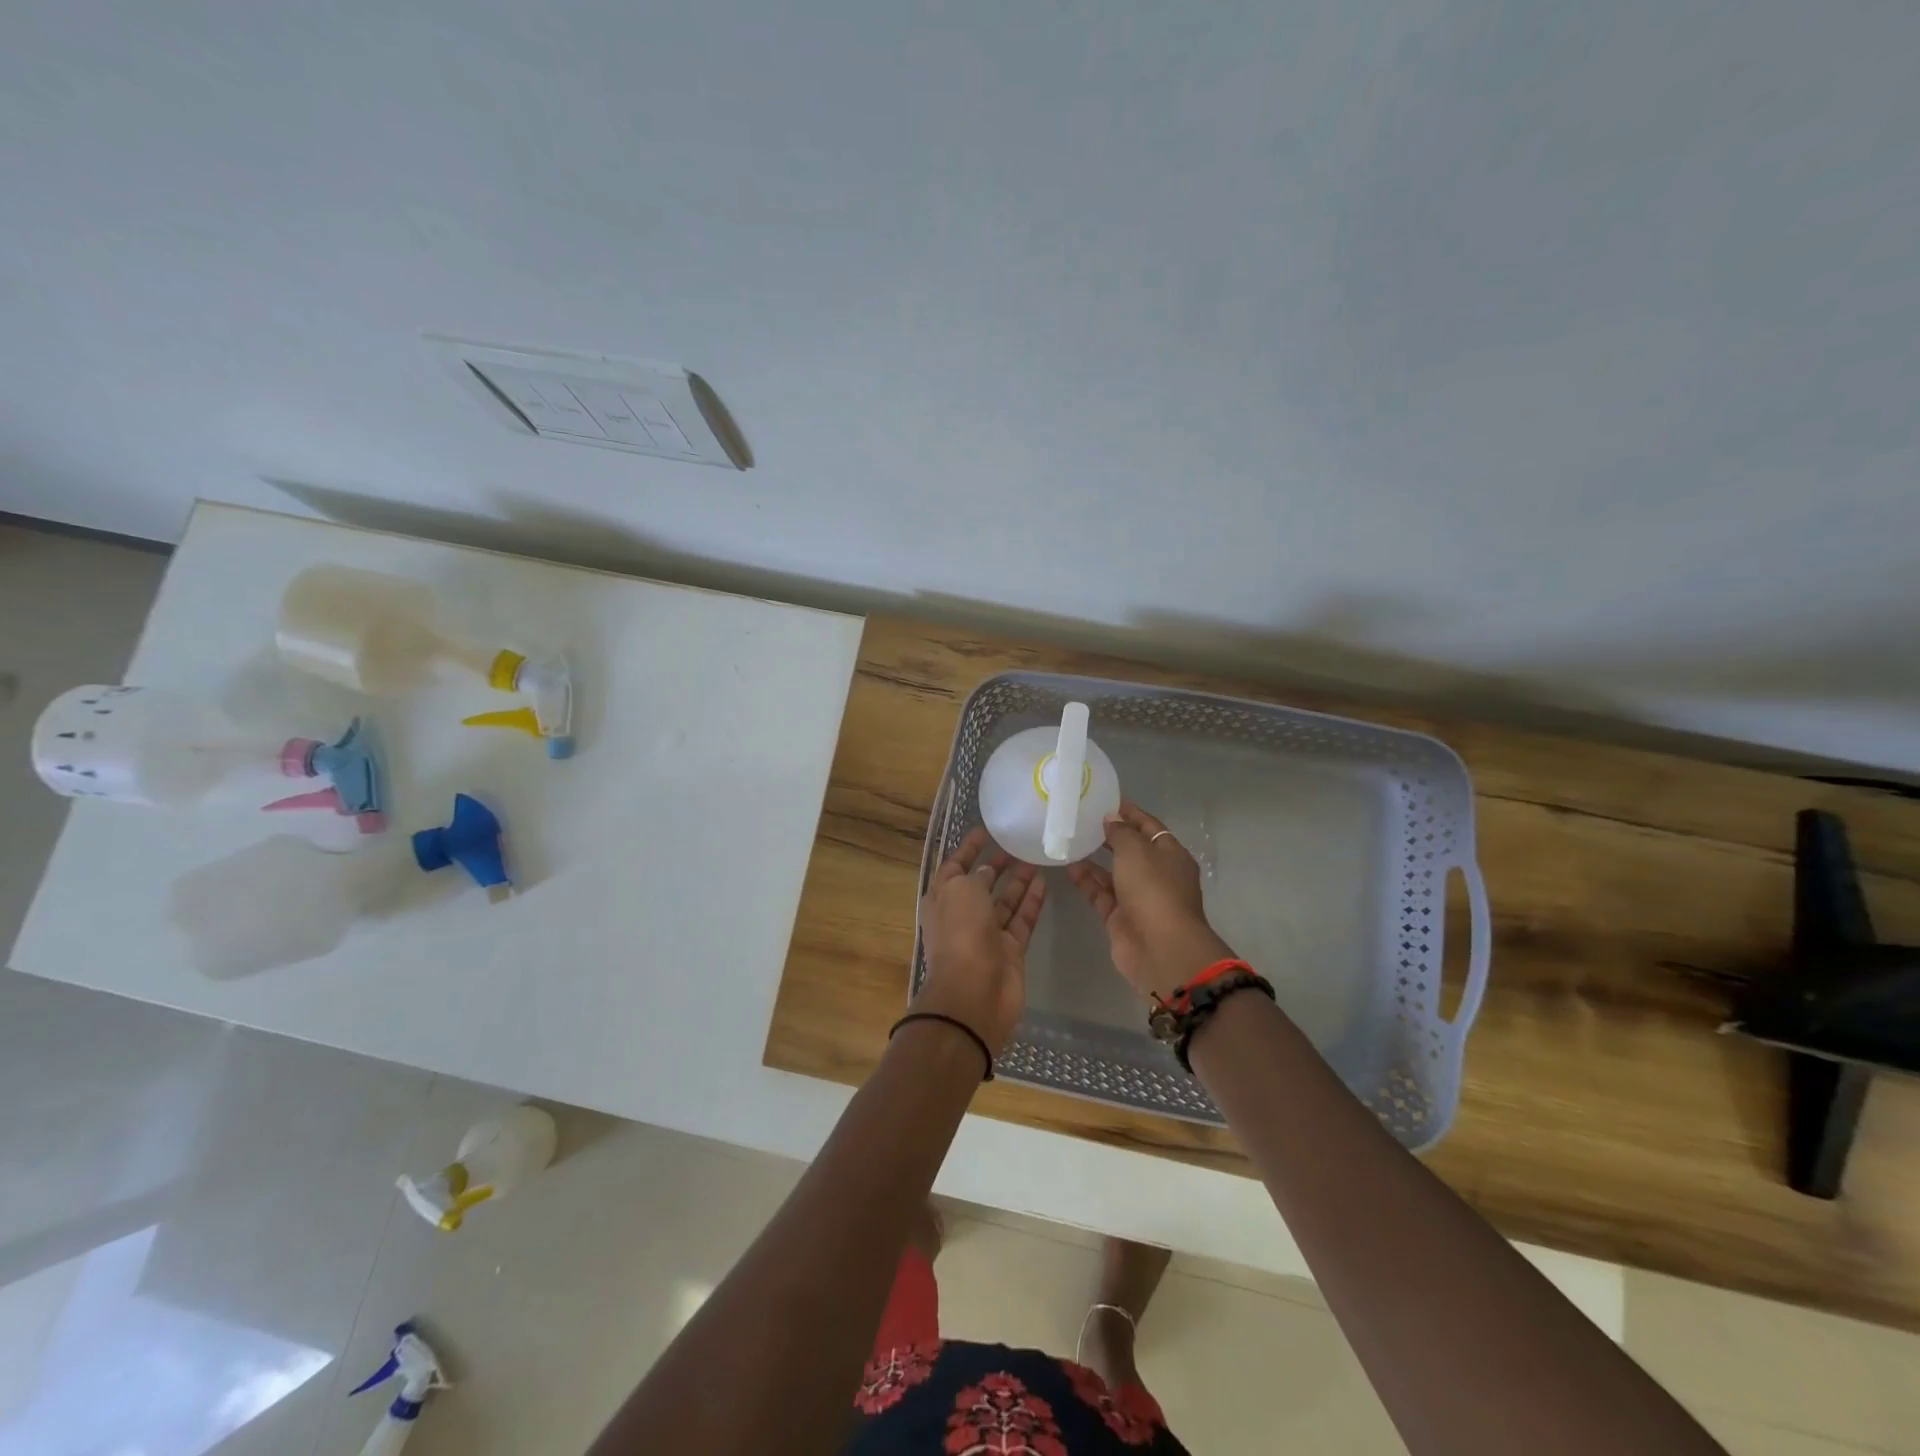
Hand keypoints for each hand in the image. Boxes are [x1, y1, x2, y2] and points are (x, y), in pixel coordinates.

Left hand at [915, 826, 1046, 1054]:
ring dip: (1017, 881)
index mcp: (942, 899)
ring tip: (1036, 858)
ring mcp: (987, 934)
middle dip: (995, 863)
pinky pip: (1022, 920)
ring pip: (1004, 901)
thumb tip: (987, 871)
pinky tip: (1044, 882)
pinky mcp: (1010, 950)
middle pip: (981, 883)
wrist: (974, 994)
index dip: (969, 847)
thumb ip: (976, 876)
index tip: (987, 830)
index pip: (955, 865)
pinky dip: (1031, 902)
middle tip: (1018, 844)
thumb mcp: (963, 890)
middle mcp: (962, 915)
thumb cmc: (961, 933)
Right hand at [1066, 801, 1235, 1000]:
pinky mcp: (1120, 917)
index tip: (1103, 800)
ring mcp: (1138, 897)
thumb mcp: (1137, 850)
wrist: (1160, 948)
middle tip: (1081, 819)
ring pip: (1113, 872)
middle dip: (1109, 835)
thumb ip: (1122, 832)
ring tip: (1069, 839)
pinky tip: (1067, 866)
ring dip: (1093, 858)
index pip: (1149, 826)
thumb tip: (1112, 819)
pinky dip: (1086, 881)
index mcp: (1170, 854)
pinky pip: (1101, 893)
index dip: (1128, 812)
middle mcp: (1156, 874)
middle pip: (1131, 849)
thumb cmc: (1154, 890)